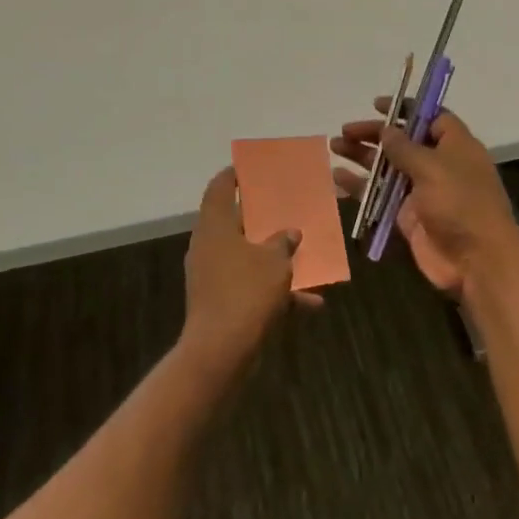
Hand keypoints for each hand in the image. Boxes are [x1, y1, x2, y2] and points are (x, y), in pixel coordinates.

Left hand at [179, 168, 318, 380]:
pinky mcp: (220, 301)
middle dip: (262, 216)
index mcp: (215, 225)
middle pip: (234, 220)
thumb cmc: (246, 292)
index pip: (219, 187)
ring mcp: (212, 275)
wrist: (220, 351)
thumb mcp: (275, 262)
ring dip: (274, 256)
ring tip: (304, 252)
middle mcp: (208, 245)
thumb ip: (284, 242)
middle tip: (285, 205)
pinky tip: (310, 302)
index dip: (234, 174)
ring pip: (246, 255)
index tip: (252, 167)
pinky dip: (275, 290)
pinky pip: (250, 285)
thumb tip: (290, 232)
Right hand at [331, 101, 518, 298]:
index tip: (378, 105)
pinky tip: (337, 178)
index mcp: (455, 146)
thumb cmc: (460, 203)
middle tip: (346, 130)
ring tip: (334, 146)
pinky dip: (360, 186)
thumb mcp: (432, 167)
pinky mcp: (407, 216)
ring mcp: (422, 192)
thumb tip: (387, 129)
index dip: (406, 109)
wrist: (475, 261)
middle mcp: (439, 165)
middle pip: (403, 142)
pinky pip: (379, 195)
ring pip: (387, 167)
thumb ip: (404, 147)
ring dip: (362, 156)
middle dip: (375, 134)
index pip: (431, 118)